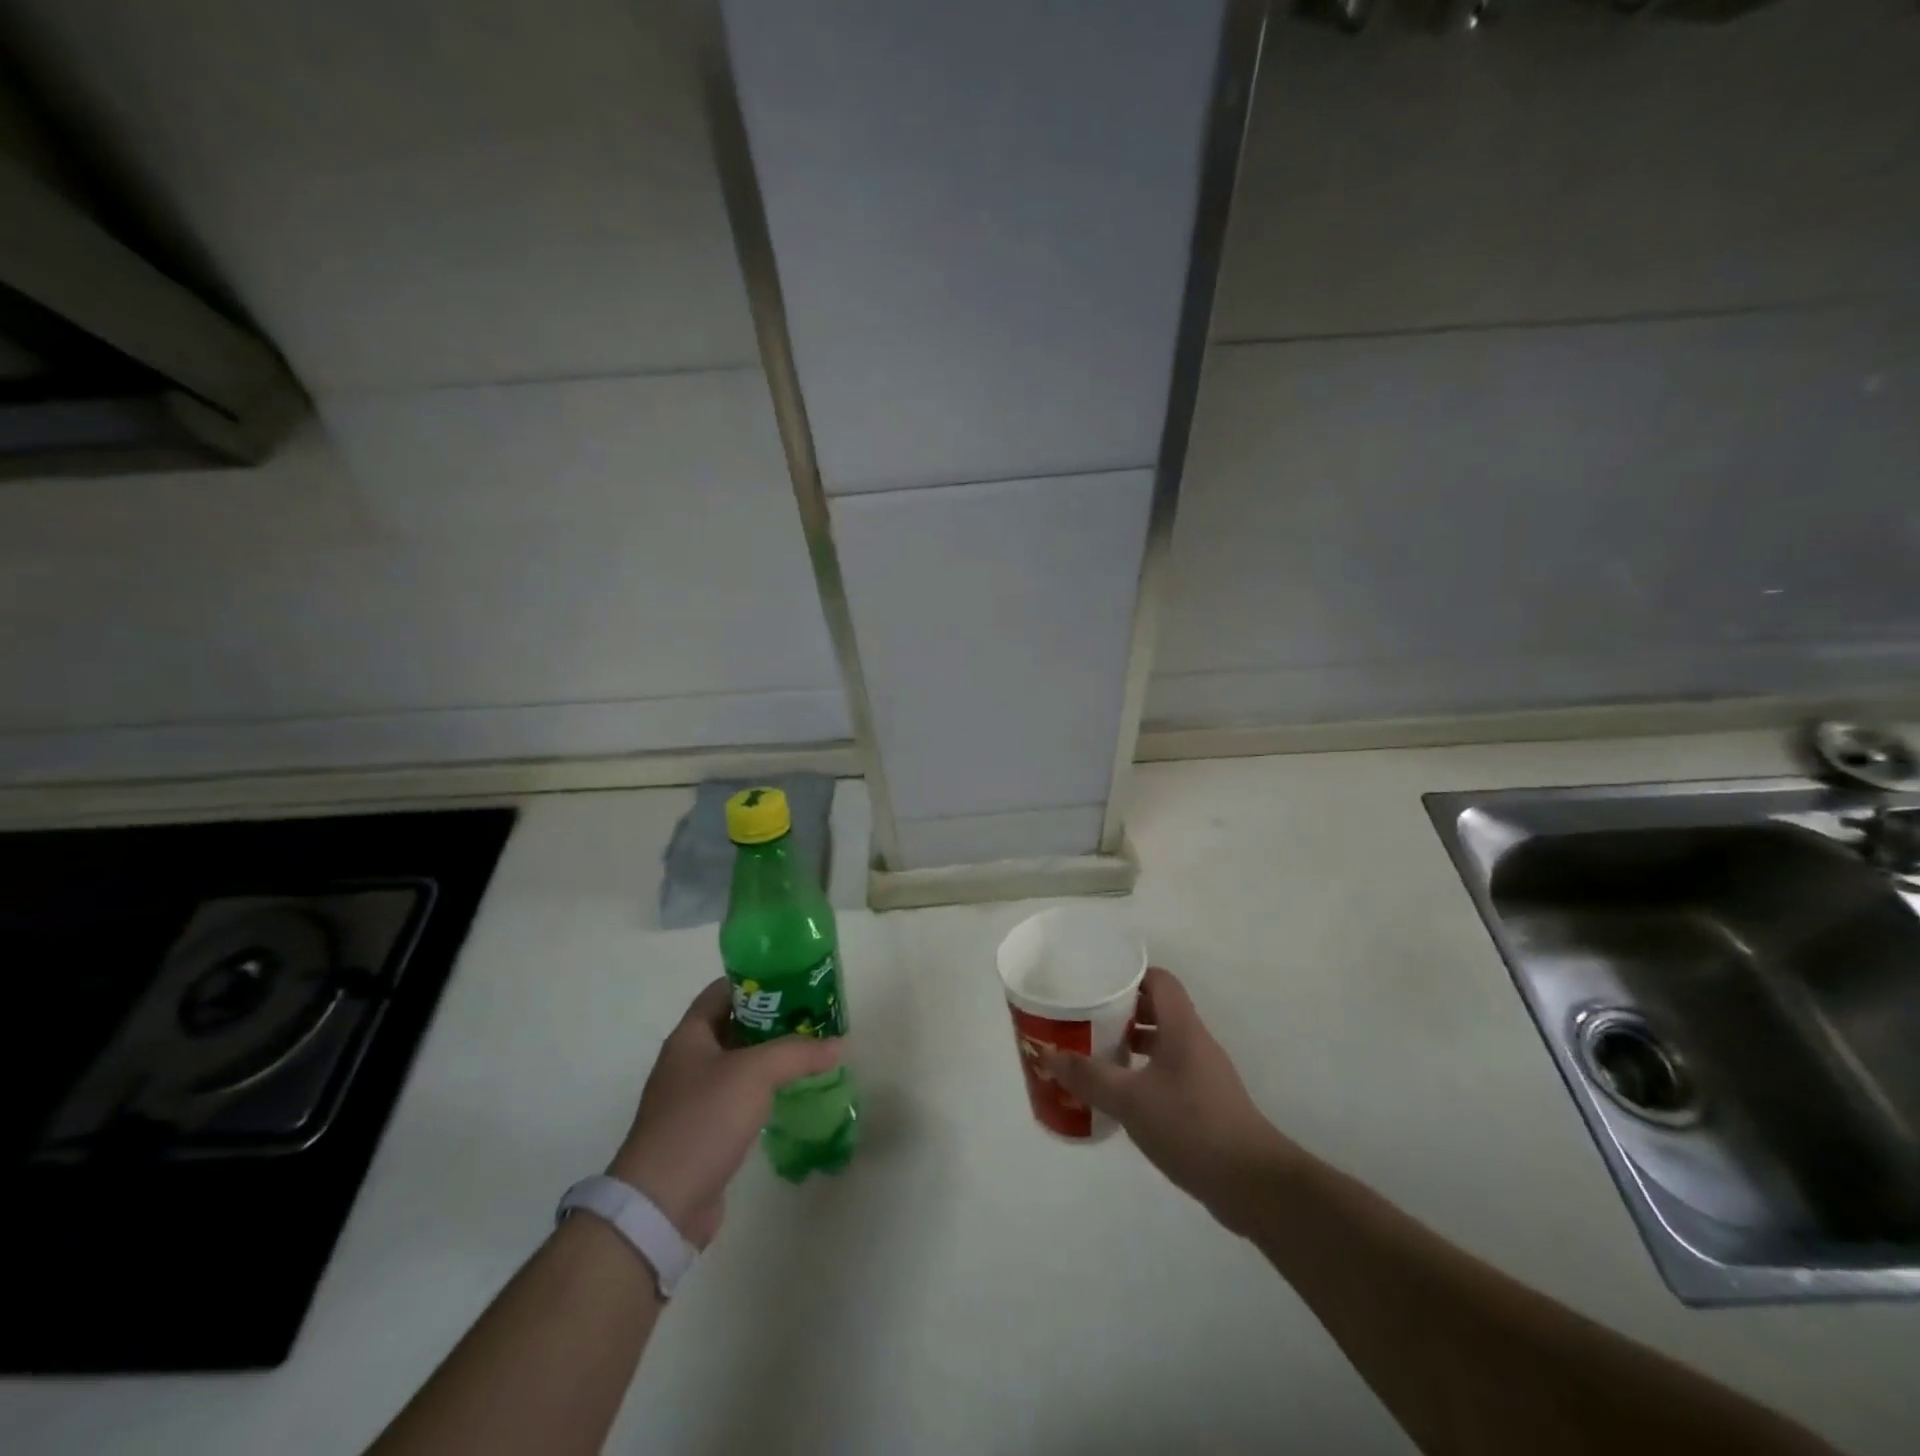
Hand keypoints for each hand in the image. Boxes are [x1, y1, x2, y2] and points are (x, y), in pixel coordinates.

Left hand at [608, 979, 839, 1248]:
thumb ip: (798, 1052)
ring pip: (741, 1063)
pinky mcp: (706, 1131)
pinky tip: (794, 1090)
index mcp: (690, 1036)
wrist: (662, 1205)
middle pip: (735, 1026)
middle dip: (774, 1018)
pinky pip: (741, 1097)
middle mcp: (689, 1061)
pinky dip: (767, 1089)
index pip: (722, 991)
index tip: (794, 978)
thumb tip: (838, 1044)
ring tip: (813, 1048)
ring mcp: (696, 1098)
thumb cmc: (702, 1120)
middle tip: (813, 1014)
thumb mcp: (754, 1073)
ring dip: (773, 1056)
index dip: (756, 980)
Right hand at [1040, 966, 1296, 1234]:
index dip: (1130, 975)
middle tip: (1086, 1018)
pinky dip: (1143, 1073)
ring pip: (1163, 1042)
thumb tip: (1049, 1055)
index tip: (1097, 982)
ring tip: (1096, 1054)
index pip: (1159, 980)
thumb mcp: (1130, 1100)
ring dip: (1132, 1043)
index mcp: (1182, 1028)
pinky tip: (1121, 1095)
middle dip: (1122, 1010)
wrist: (1253, 1184)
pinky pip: (1168, 1072)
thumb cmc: (1191, 1126)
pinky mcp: (1205, 1103)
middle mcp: (1195, 1043)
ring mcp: (1203, 1074)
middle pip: (1158, 1009)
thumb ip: (1089, 1076)